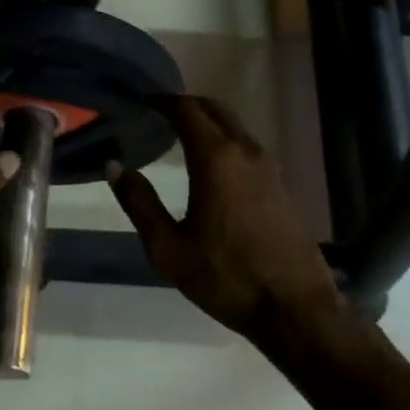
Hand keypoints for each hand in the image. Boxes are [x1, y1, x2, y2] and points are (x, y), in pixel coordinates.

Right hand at [108, 96, 341, 345]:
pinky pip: (248, 148)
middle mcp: (246, 153)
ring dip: (209, 122)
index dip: (163, 101)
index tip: (144, 101)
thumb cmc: (224, 278)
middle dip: (187, 105)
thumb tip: (115, 166)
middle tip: (160, 112)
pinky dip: (226, 142)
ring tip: (182, 135)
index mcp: (216, 160)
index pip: (187, 111)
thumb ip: (139, 203)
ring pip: (236, 127)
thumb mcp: (168, 248)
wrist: (294, 307)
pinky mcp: (282, 186)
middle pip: (216, 110)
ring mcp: (270, 168)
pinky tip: (212, 166)